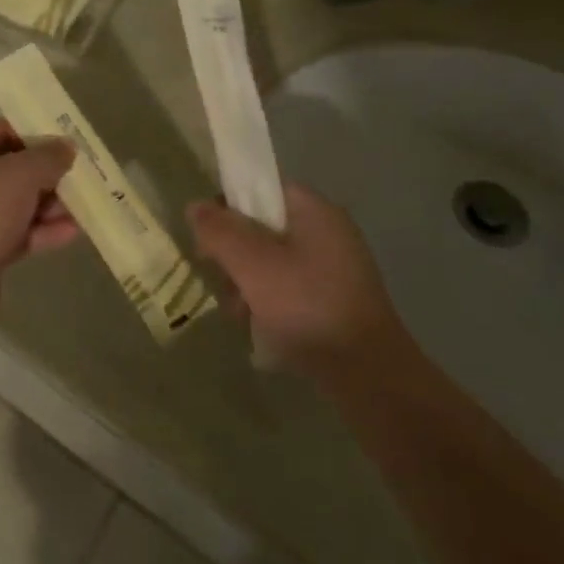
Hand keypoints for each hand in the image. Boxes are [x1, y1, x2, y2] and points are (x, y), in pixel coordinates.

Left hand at [0, 120, 77, 327]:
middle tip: (83, 177)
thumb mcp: (19, 175)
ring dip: (50, 204)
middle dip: (49, 173)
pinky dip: (42, 231)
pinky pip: (16, 232)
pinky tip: (73, 233)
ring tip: (86, 207)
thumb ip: (48, 157)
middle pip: (13, 167)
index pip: (2, 129)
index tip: (68, 143)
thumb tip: (66, 146)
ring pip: (17, 202)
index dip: (36, 133)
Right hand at [188, 185, 408, 381]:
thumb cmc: (307, 306)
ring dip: (248, 283)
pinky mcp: (336, 302)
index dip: (229, 205)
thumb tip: (195, 206)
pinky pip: (291, 288)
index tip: (207, 235)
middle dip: (236, 254)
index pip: (263, 188)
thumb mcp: (253, 264)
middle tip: (222, 280)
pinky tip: (258, 328)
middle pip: (264, 227)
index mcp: (315, 211)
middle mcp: (328, 233)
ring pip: (274, 261)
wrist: (369, 375)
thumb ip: (220, 231)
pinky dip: (270, 302)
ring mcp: (335, 269)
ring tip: (239, 313)